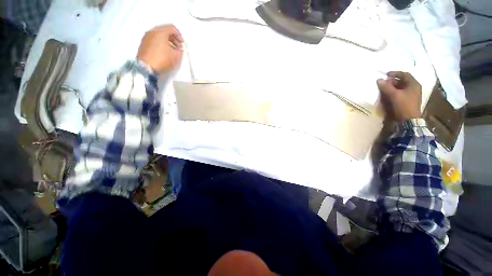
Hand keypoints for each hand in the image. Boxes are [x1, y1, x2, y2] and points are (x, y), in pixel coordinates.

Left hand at [137, 25, 183, 73]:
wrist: (146, 68)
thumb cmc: (163, 59)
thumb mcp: (176, 56)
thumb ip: (180, 51)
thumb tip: (179, 49)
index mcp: (160, 31)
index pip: (172, 28)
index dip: (179, 35)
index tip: (183, 44)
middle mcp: (152, 32)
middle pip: (165, 31)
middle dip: (173, 39)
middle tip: (178, 47)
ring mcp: (146, 38)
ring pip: (159, 36)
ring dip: (167, 42)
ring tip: (172, 51)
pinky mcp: (143, 45)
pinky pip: (154, 41)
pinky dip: (161, 45)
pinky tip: (165, 53)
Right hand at [377, 71, 421, 121]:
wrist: (408, 120)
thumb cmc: (403, 105)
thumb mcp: (394, 95)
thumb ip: (386, 87)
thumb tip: (379, 80)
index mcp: (414, 84)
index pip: (405, 74)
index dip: (395, 73)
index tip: (386, 74)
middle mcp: (414, 88)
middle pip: (403, 81)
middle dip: (393, 81)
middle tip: (384, 82)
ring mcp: (412, 95)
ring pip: (402, 87)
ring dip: (393, 86)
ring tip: (385, 88)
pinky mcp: (408, 100)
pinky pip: (401, 93)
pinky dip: (395, 92)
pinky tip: (389, 94)